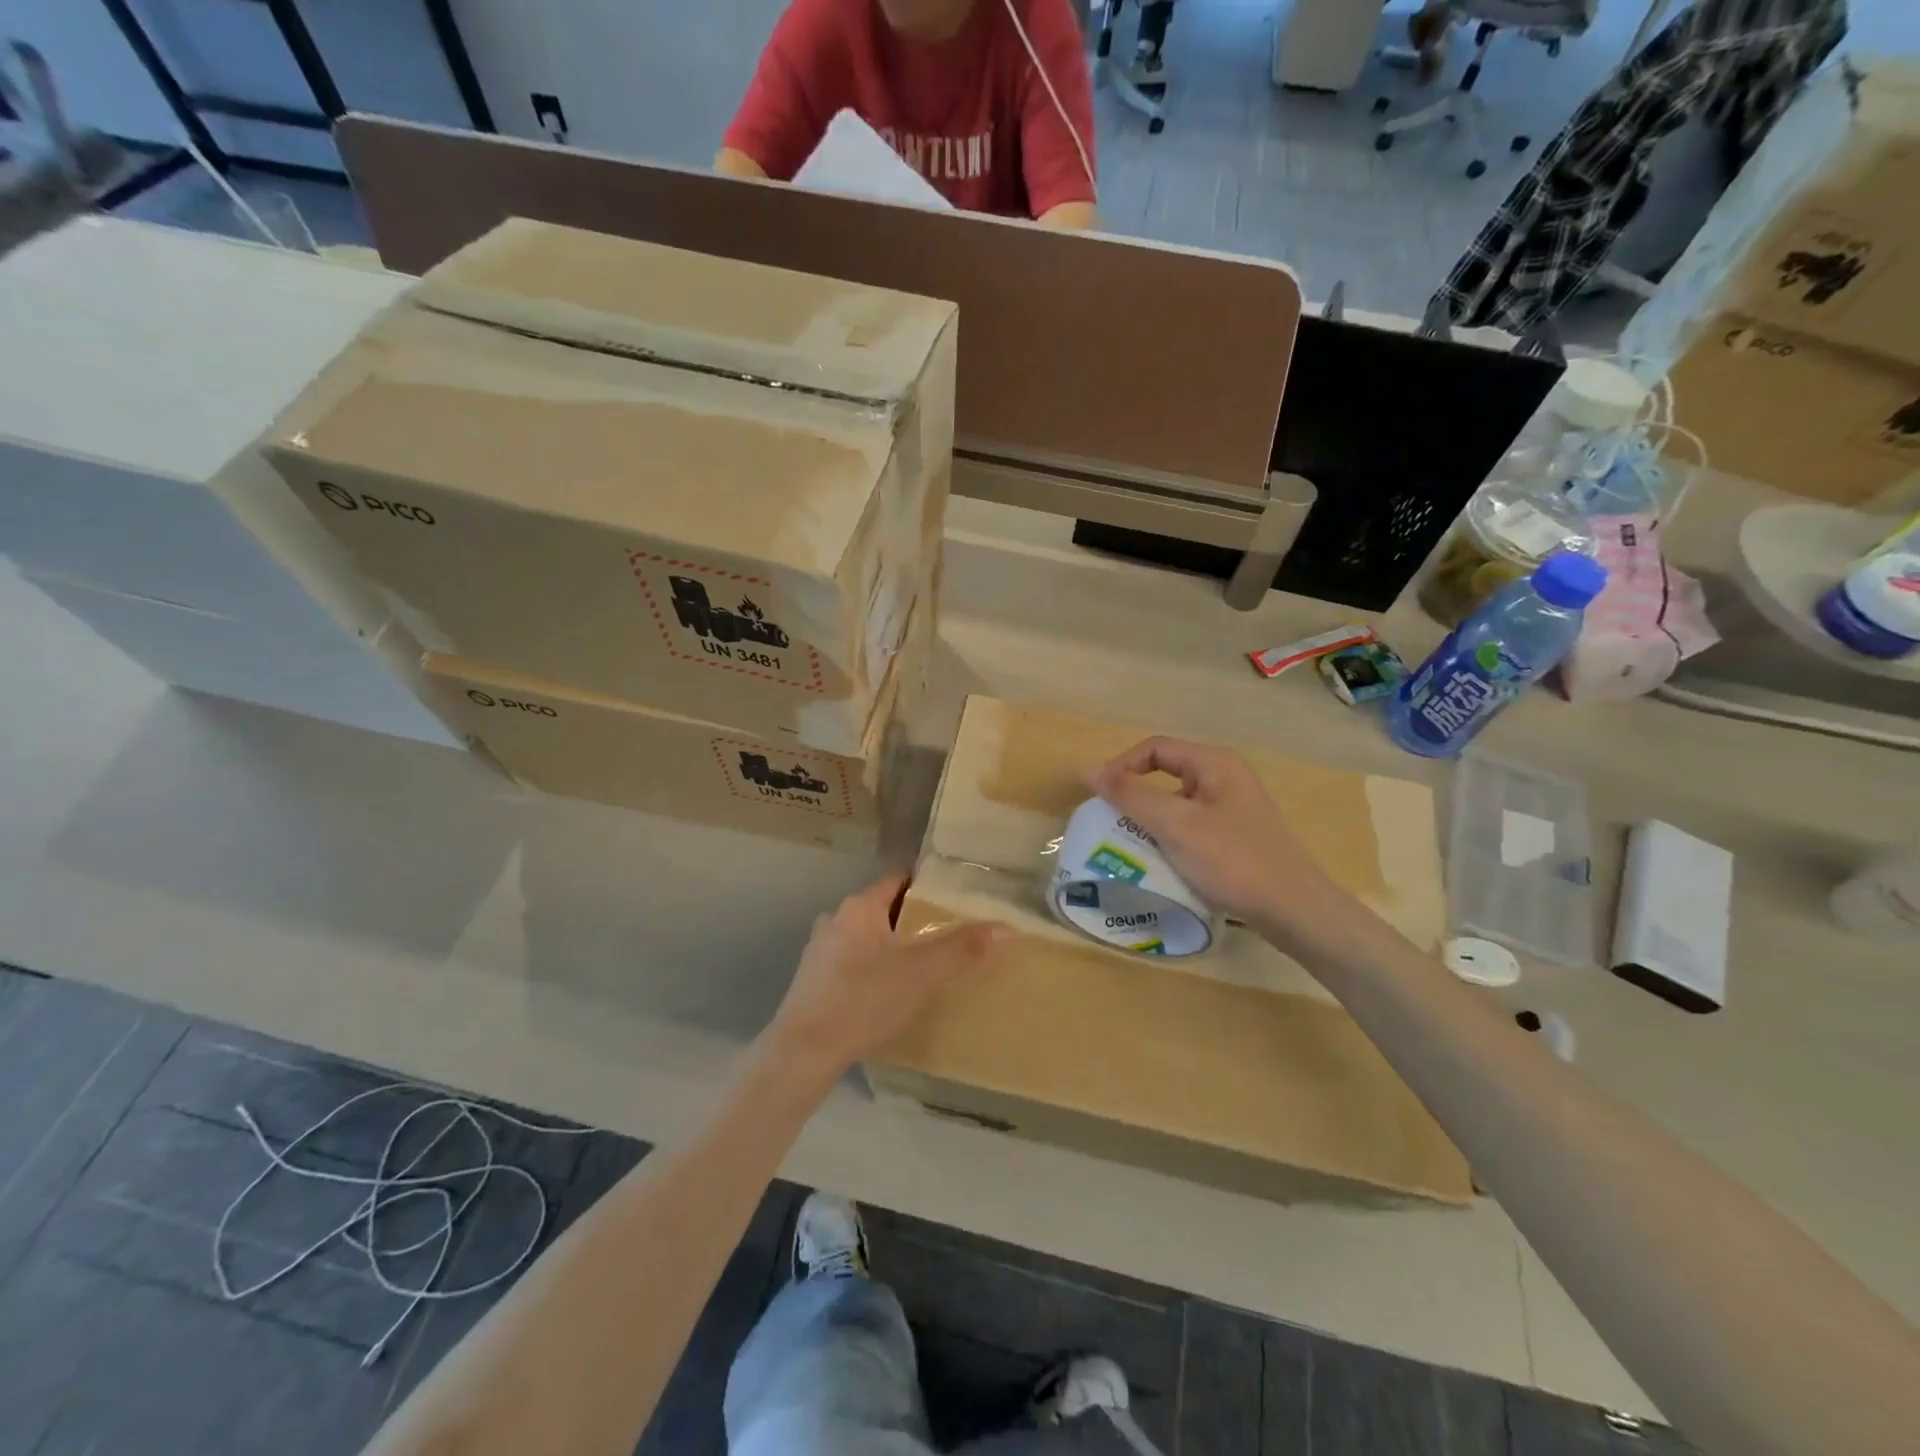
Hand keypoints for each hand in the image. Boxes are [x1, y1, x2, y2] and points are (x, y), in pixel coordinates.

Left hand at [764, 875, 1004, 1077]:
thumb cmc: (863, 999)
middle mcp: (835, 919)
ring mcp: (820, 951)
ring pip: (867, 937)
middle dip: (912, 921)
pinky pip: (852, 962)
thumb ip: (962, 949)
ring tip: (922, 965)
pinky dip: (873, 968)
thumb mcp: (921, 973)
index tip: (954, 900)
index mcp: (859, 907)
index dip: (927, 887)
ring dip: (891, 946)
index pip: (898, 880)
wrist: (804, 1051)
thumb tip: (1005, 929)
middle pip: (883, 909)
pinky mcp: (813, 981)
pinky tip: (889, 991)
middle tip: (946, 935)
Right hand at [1089, 737, 1361, 955]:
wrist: (1293, 909)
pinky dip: (1169, 836)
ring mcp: (1233, 806)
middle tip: (1109, 821)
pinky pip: (1191, 824)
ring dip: (1149, 819)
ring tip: (1128, 843)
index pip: (1154, 749)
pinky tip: (1160, 860)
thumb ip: (1131, 796)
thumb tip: (1091, 771)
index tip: (1098, 797)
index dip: (1121, 767)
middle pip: (1165, 772)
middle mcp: (1225, 776)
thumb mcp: (1175, 826)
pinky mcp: (1236, 833)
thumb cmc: (1232, 860)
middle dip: (1134, 795)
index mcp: (1214, 763)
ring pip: (1177, 802)